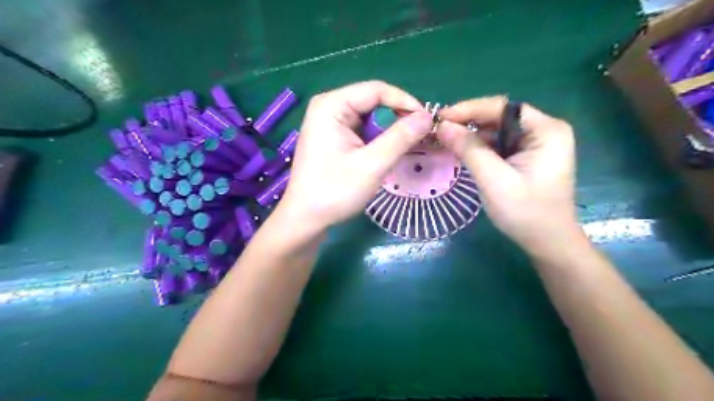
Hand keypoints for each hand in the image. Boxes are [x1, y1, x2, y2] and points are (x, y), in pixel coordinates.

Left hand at [282, 80, 431, 230]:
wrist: (306, 219)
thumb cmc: (335, 191)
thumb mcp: (372, 164)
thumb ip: (401, 137)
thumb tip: (428, 116)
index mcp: (332, 105)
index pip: (377, 90)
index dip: (405, 102)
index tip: (428, 122)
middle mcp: (328, 108)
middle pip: (373, 102)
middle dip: (397, 119)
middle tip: (419, 138)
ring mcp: (329, 123)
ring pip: (369, 118)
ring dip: (389, 132)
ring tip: (404, 149)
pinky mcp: (332, 138)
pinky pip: (361, 131)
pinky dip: (377, 140)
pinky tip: (385, 155)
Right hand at [439, 95, 582, 255]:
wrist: (547, 242)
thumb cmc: (525, 212)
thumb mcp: (494, 179)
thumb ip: (469, 149)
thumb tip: (442, 126)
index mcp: (546, 130)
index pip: (502, 108)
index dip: (469, 109)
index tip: (440, 117)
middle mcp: (544, 131)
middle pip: (499, 117)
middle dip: (468, 122)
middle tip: (439, 129)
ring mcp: (535, 144)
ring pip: (496, 130)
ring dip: (471, 135)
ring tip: (444, 139)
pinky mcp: (526, 156)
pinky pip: (498, 144)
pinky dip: (478, 147)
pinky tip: (460, 150)